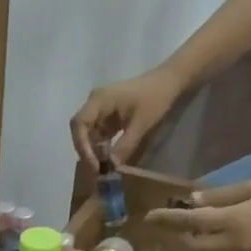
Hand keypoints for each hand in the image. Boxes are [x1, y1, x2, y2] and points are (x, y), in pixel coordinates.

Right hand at [70, 68, 184, 169]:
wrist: (170, 81)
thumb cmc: (156, 97)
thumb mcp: (141, 124)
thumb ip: (124, 147)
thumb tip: (112, 169)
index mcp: (99, 100)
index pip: (80, 124)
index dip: (83, 146)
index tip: (94, 164)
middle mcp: (94, 103)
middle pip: (80, 130)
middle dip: (86, 151)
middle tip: (97, 170)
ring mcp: (100, 109)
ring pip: (88, 134)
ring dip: (94, 151)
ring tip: (103, 167)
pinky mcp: (107, 116)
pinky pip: (98, 134)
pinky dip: (102, 147)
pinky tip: (109, 159)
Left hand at [143, 178, 250, 250]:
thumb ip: (223, 195)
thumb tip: (192, 199)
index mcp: (233, 222)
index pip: (189, 221)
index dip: (167, 219)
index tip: (149, 217)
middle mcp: (231, 247)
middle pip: (192, 245)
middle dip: (179, 236)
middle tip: (173, 225)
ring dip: (194, 247)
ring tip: (191, 234)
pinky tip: (217, 244)